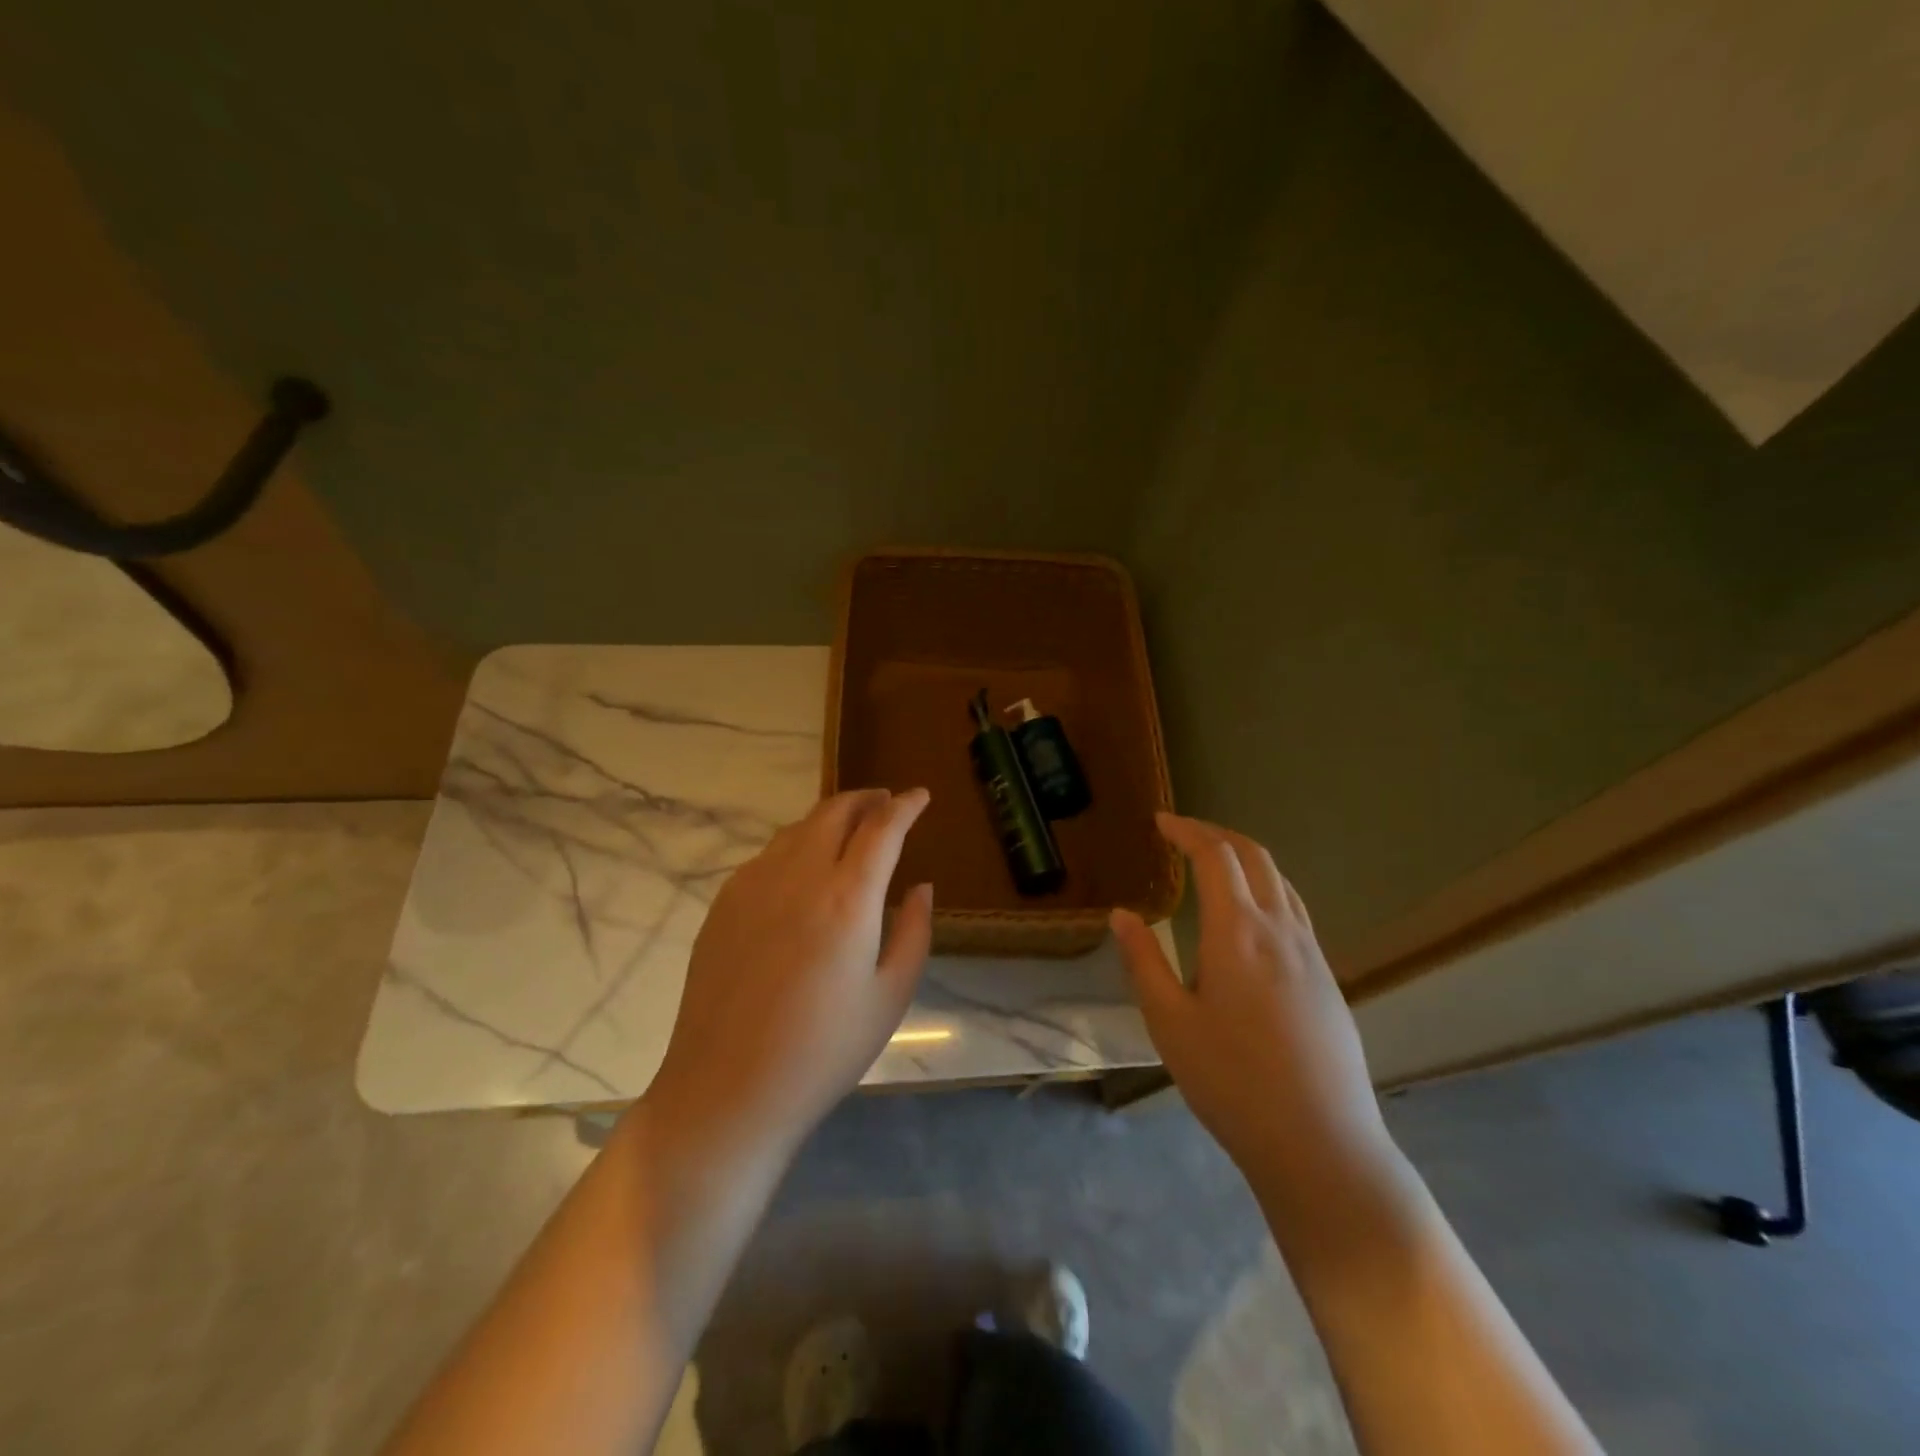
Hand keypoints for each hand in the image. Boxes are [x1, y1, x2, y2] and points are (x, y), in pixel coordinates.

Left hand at [647, 788, 933, 1158]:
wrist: (728, 1088)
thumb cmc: (824, 1050)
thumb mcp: (890, 996)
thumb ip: (914, 932)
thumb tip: (920, 887)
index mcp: (848, 897)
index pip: (883, 828)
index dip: (906, 805)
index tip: (920, 796)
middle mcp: (799, 876)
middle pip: (835, 812)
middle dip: (866, 799)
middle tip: (886, 803)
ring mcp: (754, 885)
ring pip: (798, 829)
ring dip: (830, 819)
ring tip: (849, 831)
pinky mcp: (724, 904)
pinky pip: (768, 856)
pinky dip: (796, 846)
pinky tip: (803, 872)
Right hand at [1111, 813, 1384, 1182]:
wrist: (1321, 1145)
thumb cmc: (1231, 1082)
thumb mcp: (1169, 1022)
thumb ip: (1144, 961)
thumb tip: (1122, 915)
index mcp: (1238, 932)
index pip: (1215, 856)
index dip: (1187, 830)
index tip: (1161, 822)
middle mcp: (1280, 930)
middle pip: (1254, 856)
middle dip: (1217, 833)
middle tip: (1183, 832)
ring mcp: (1312, 954)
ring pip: (1281, 881)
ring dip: (1246, 858)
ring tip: (1214, 865)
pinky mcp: (1328, 980)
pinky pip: (1295, 911)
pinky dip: (1267, 888)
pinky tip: (1251, 918)